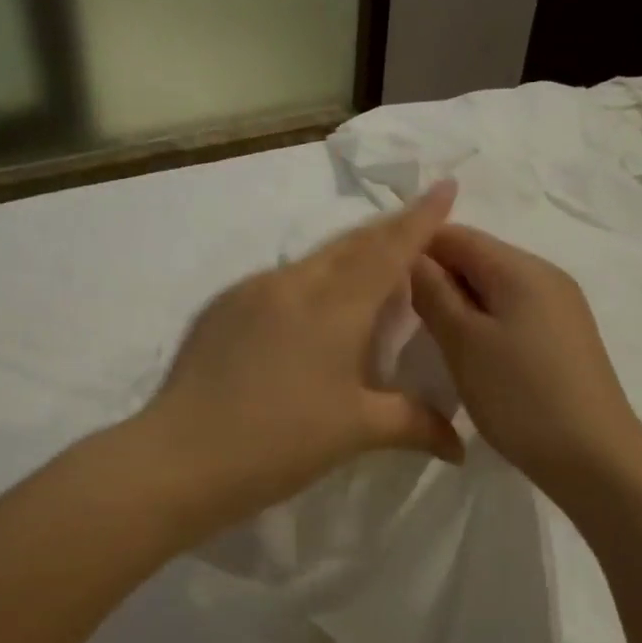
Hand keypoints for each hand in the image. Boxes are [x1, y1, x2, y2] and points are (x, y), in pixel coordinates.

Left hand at [141, 184, 465, 541]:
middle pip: (351, 244)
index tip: (445, 185)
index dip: (420, 218)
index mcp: (334, 305)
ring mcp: (252, 290)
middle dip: (388, 230)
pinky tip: (312, 310)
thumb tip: (461, 444)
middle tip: (417, 226)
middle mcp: (294, 283)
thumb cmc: (279, 443)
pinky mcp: (223, 306)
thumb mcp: (355, 432)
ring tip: (371, 271)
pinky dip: (311, 282)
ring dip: (349, 256)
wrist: (180, 457)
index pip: (388, 249)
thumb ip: (414, 424)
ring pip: (314, 260)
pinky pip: (280, 280)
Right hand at [410, 224, 641, 501]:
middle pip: (477, 257)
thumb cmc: (521, 396)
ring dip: (459, 303)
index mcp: (521, 267)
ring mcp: (560, 305)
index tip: (384, 283)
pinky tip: (472, 353)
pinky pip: (513, 310)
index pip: (456, 235)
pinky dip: (484, 321)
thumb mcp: (463, 342)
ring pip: (493, 286)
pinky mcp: (565, 335)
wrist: (596, 460)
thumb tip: (411, 256)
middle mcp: (545, 274)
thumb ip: (433, 292)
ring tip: (433, 337)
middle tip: (404, 315)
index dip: (416, 250)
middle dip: (438, 278)